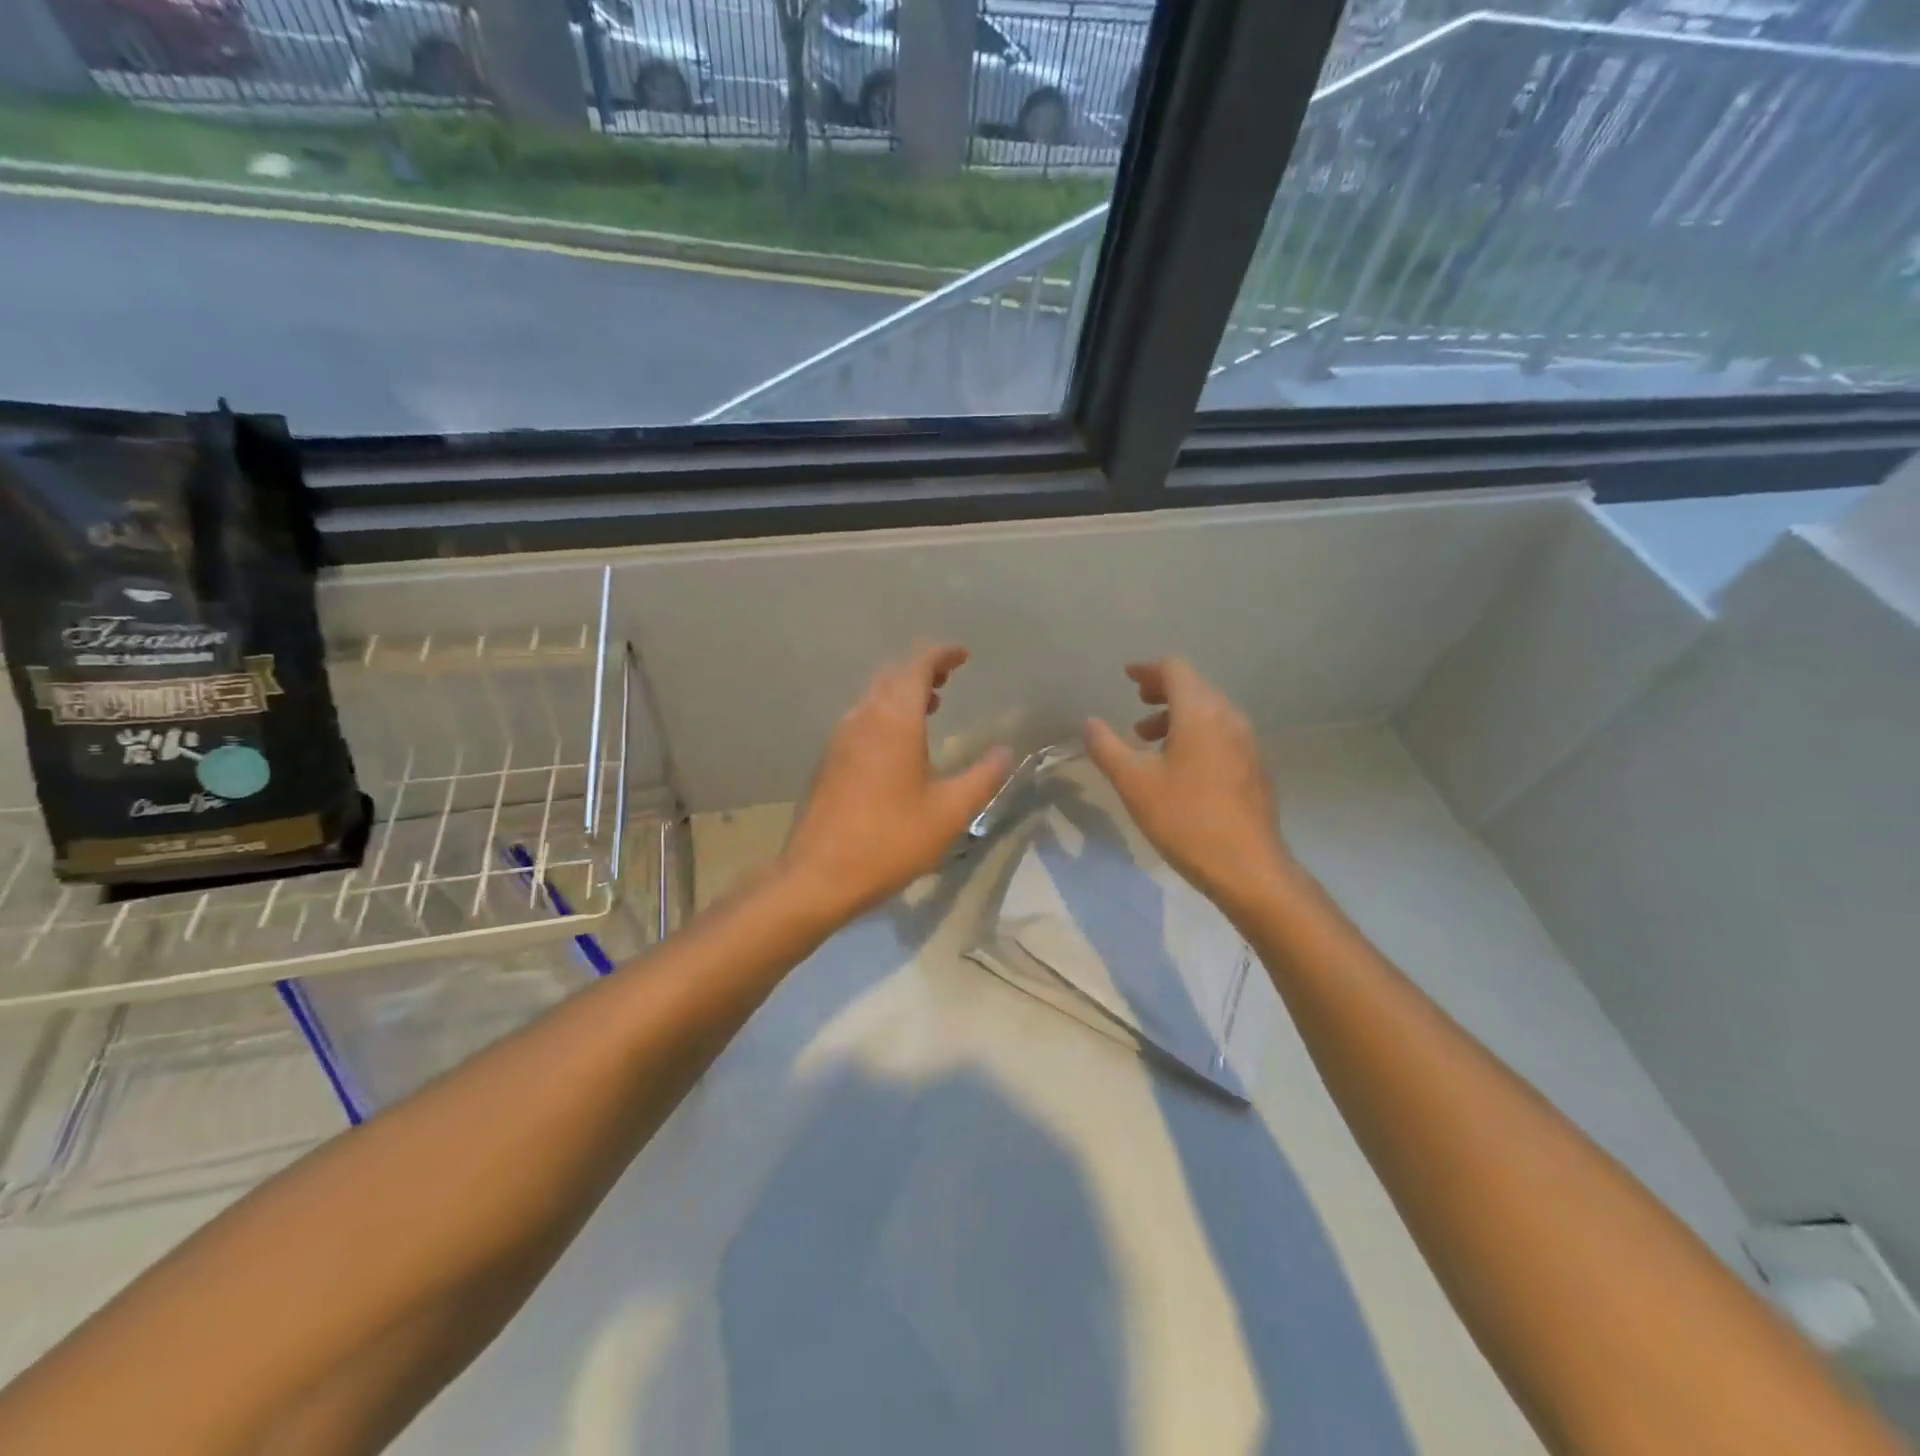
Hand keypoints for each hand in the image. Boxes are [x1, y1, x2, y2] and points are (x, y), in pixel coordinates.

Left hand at [780, 645, 1010, 928]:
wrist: (819, 875)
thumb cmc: (891, 840)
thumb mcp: (950, 812)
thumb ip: (982, 777)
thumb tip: (1005, 752)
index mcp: (893, 721)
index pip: (916, 667)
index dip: (940, 655)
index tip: (963, 655)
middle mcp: (862, 719)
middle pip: (891, 676)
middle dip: (921, 670)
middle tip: (949, 679)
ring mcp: (839, 740)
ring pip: (873, 698)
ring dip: (901, 694)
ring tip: (931, 707)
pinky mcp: (828, 762)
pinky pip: (861, 721)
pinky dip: (884, 715)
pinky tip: (898, 746)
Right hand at [1085, 659, 1293, 914]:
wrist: (1247, 867)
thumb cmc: (1185, 819)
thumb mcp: (1134, 783)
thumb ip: (1107, 747)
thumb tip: (1090, 722)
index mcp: (1201, 713)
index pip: (1175, 670)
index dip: (1148, 670)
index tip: (1127, 676)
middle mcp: (1229, 718)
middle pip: (1195, 688)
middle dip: (1162, 692)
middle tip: (1136, 705)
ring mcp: (1248, 743)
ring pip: (1210, 712)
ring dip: (1178, 716)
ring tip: (1149, 740)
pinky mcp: (1255, 768)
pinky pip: (1222, 734)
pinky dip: (1196, 734)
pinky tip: (1180, 766)